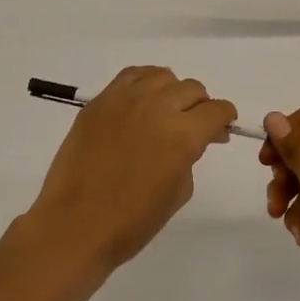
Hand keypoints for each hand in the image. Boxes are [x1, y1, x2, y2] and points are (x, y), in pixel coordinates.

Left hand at [25, 66, 238, 273]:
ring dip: (172, 91)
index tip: (219, 131)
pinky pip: (130, 76)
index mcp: (183, 134)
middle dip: (200, 106)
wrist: (75, 225)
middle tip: (193, 127)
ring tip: (165, 112)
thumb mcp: (179, 191)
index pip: (216, 110)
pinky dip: (144, 84)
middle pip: (192, 89)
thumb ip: (190, 156)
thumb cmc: (132, 221)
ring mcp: (124, 99)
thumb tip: (192, 141)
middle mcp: (157, 107)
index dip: (224, 119)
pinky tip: (141, 102)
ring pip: (162, 76)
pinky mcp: (99, 101)